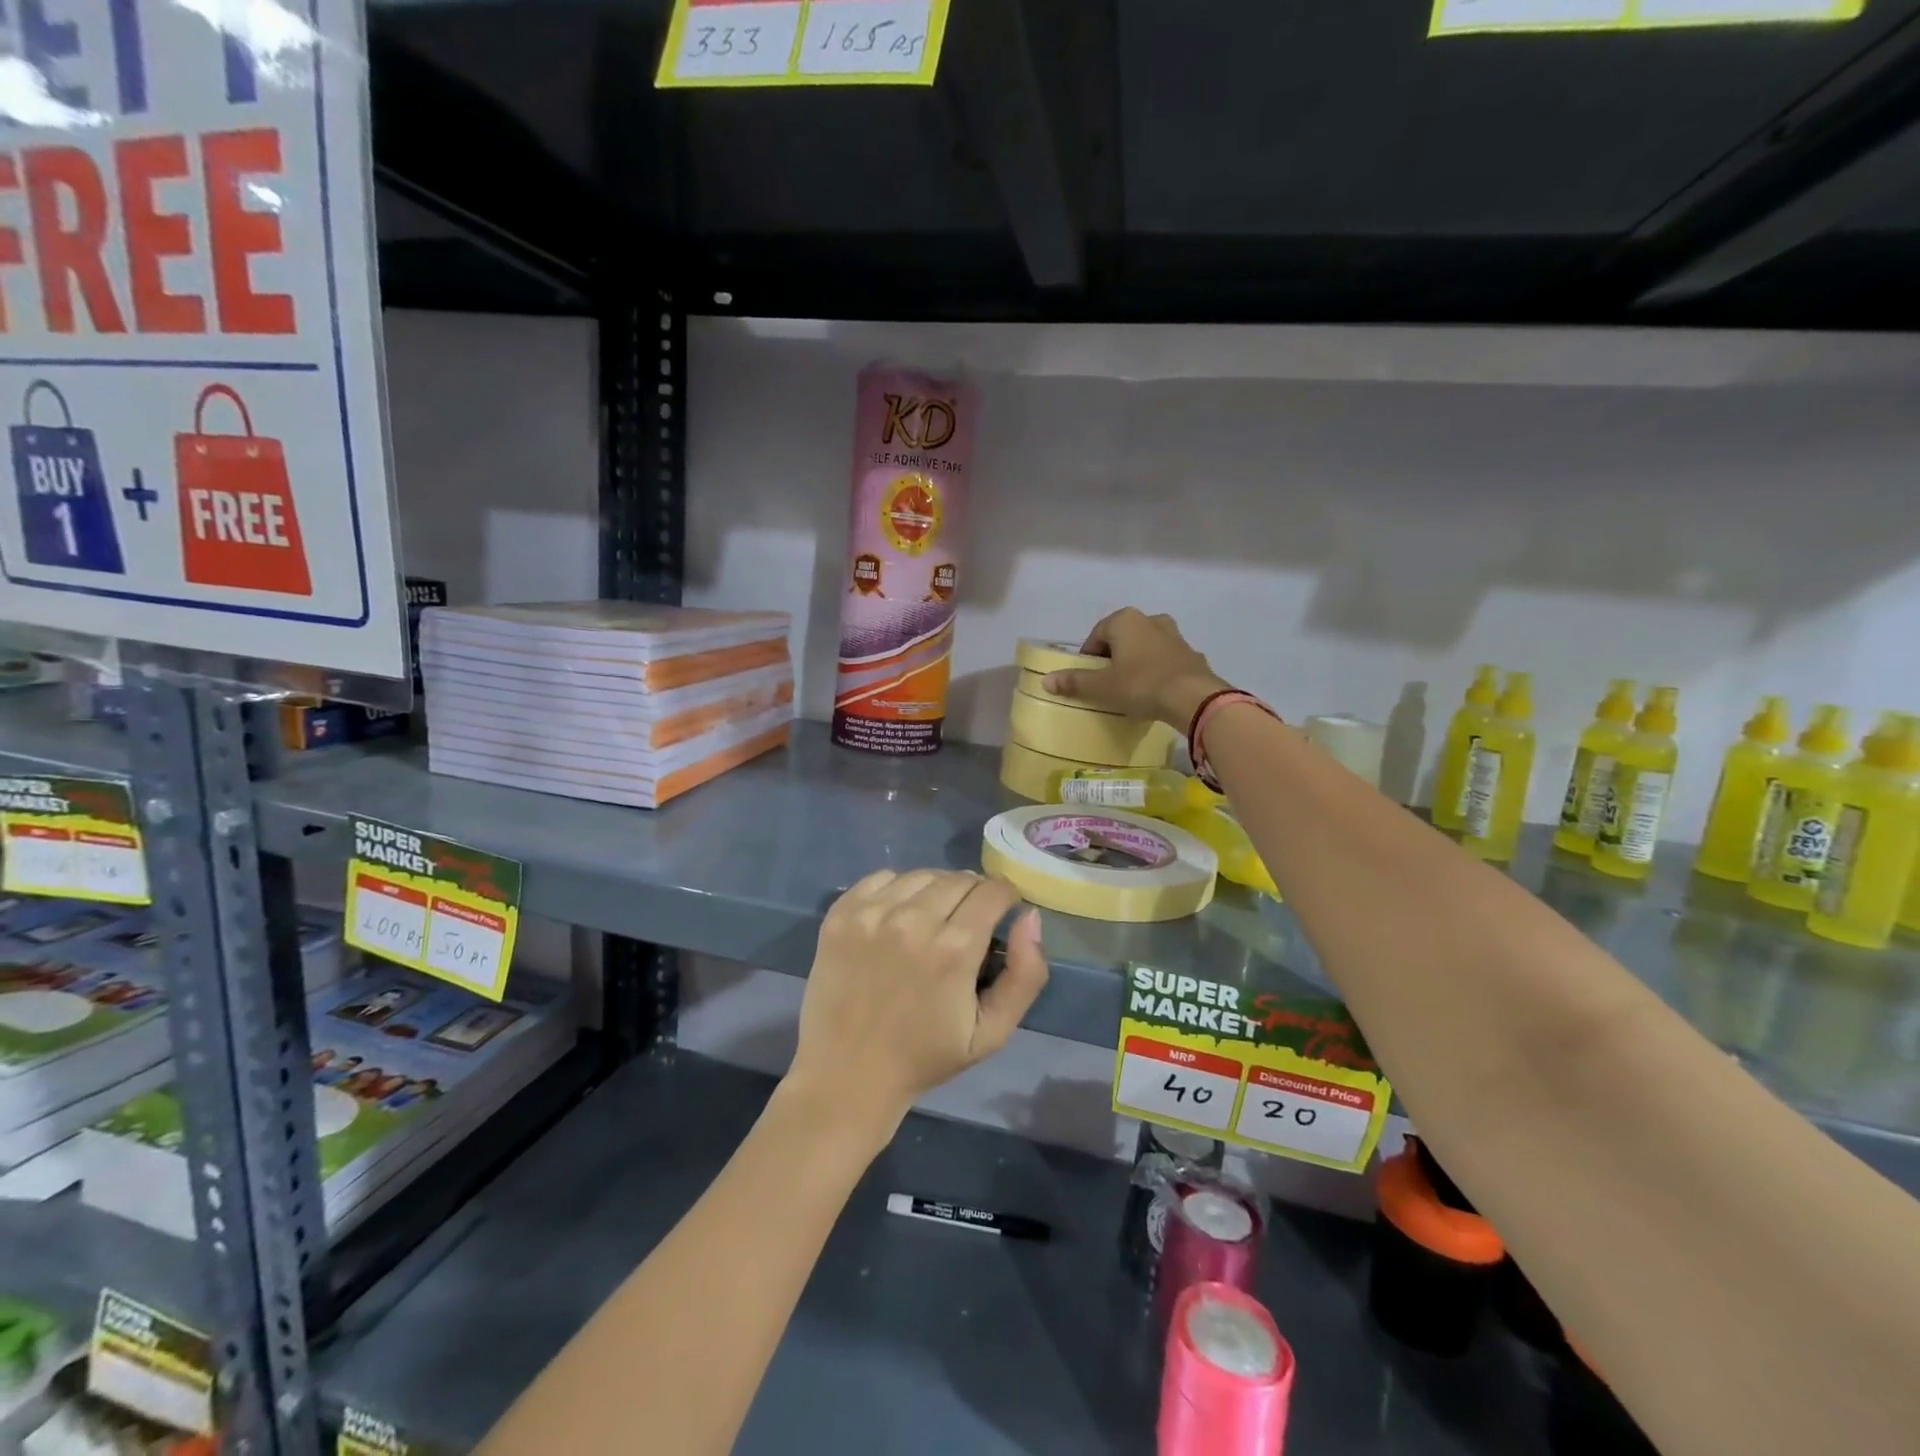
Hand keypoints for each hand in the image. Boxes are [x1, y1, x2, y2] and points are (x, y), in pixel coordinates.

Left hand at [786, 870, 1047, 1145]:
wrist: (847, 1076)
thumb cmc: (925, 1057)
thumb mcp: (992, 1032)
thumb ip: (1025, 974)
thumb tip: (1029, 916)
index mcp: (954, 948)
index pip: (993, 891)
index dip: (1004, 898)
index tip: (1001, 914)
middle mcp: (912, 920)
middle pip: (959, 879)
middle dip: (973, 894)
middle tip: (967, 923)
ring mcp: (871, 914)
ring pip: (922, 874)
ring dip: (936, 889)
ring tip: (932, 919)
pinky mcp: (840, 914)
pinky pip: (881, 878)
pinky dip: (897, 889)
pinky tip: (897, 916)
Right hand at [1042, 608, 1228, 726]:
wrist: (1192, 697)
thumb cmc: (1140, 685)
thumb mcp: (1102, 687)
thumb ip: (1074, 682)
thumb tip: (1046, 680)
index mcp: (1125, 620)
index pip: (1097, 634)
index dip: (1088, 656)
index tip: (1087, 678)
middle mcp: (1150, 620)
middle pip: (1123, 638)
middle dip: (1113, 657)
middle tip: (1107, 682)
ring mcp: (1175, 636)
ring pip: (1146, 647)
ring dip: (1136, 662)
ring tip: (1131, 687)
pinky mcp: (1192, 654)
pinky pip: (1166, 660)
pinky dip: (1157, 671)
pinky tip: (1155, 691)